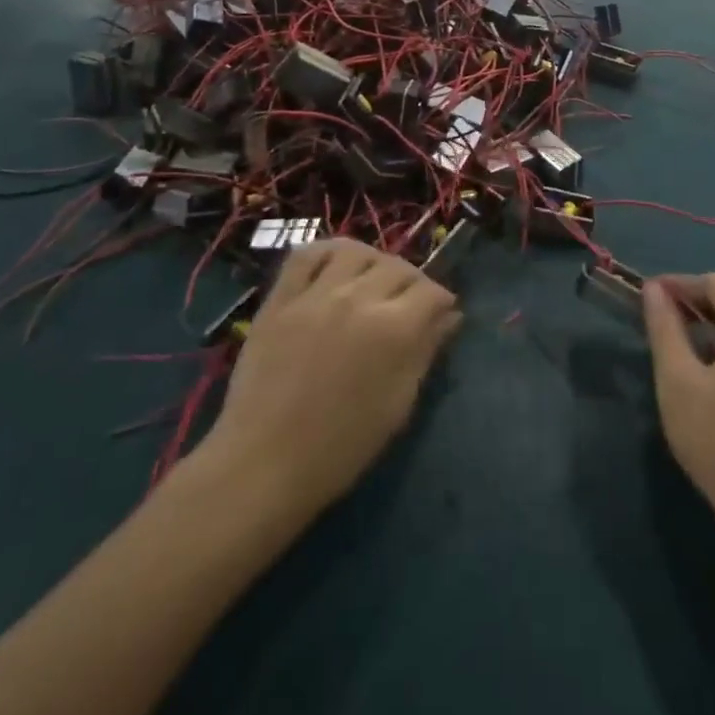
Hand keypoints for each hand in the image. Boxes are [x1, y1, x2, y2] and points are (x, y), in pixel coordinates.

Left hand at [204, 240, 459, 518]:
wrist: (265, 463)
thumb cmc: (341, 447)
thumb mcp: (398, 405)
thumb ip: (426, 352)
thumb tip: (449, 317)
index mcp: (394, 329)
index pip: (431, 291)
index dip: (441, 302)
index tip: (440, 314)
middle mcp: (358, 299)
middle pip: (398, 267)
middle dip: (412, 282)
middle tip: (408, 304)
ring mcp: (315, 294)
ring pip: (356, 251)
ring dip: (373, 262)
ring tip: (371, 282)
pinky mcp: (280, 298)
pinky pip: (306, 255)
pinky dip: (326, 252)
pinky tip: (334, 267)